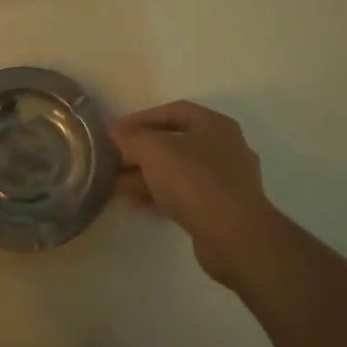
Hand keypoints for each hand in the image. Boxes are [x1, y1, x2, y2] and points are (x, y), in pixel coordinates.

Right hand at [113, 102, 278, 286]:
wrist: (234, 235)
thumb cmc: (195, 181)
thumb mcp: (155, 150)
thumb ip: (131, 137)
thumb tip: (114, 131)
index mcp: (215, 125)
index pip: (173, 111)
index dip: (141, 118)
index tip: (115, 132)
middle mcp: (224, 147)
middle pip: (175, 142)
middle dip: (140, 151)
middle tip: (112, 161)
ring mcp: (225, 180)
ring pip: (178, 170)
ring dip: (146, 175)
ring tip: (116, 185)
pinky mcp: (221, 208)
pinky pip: (184, 194)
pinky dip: (160, 195)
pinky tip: (137, 203)